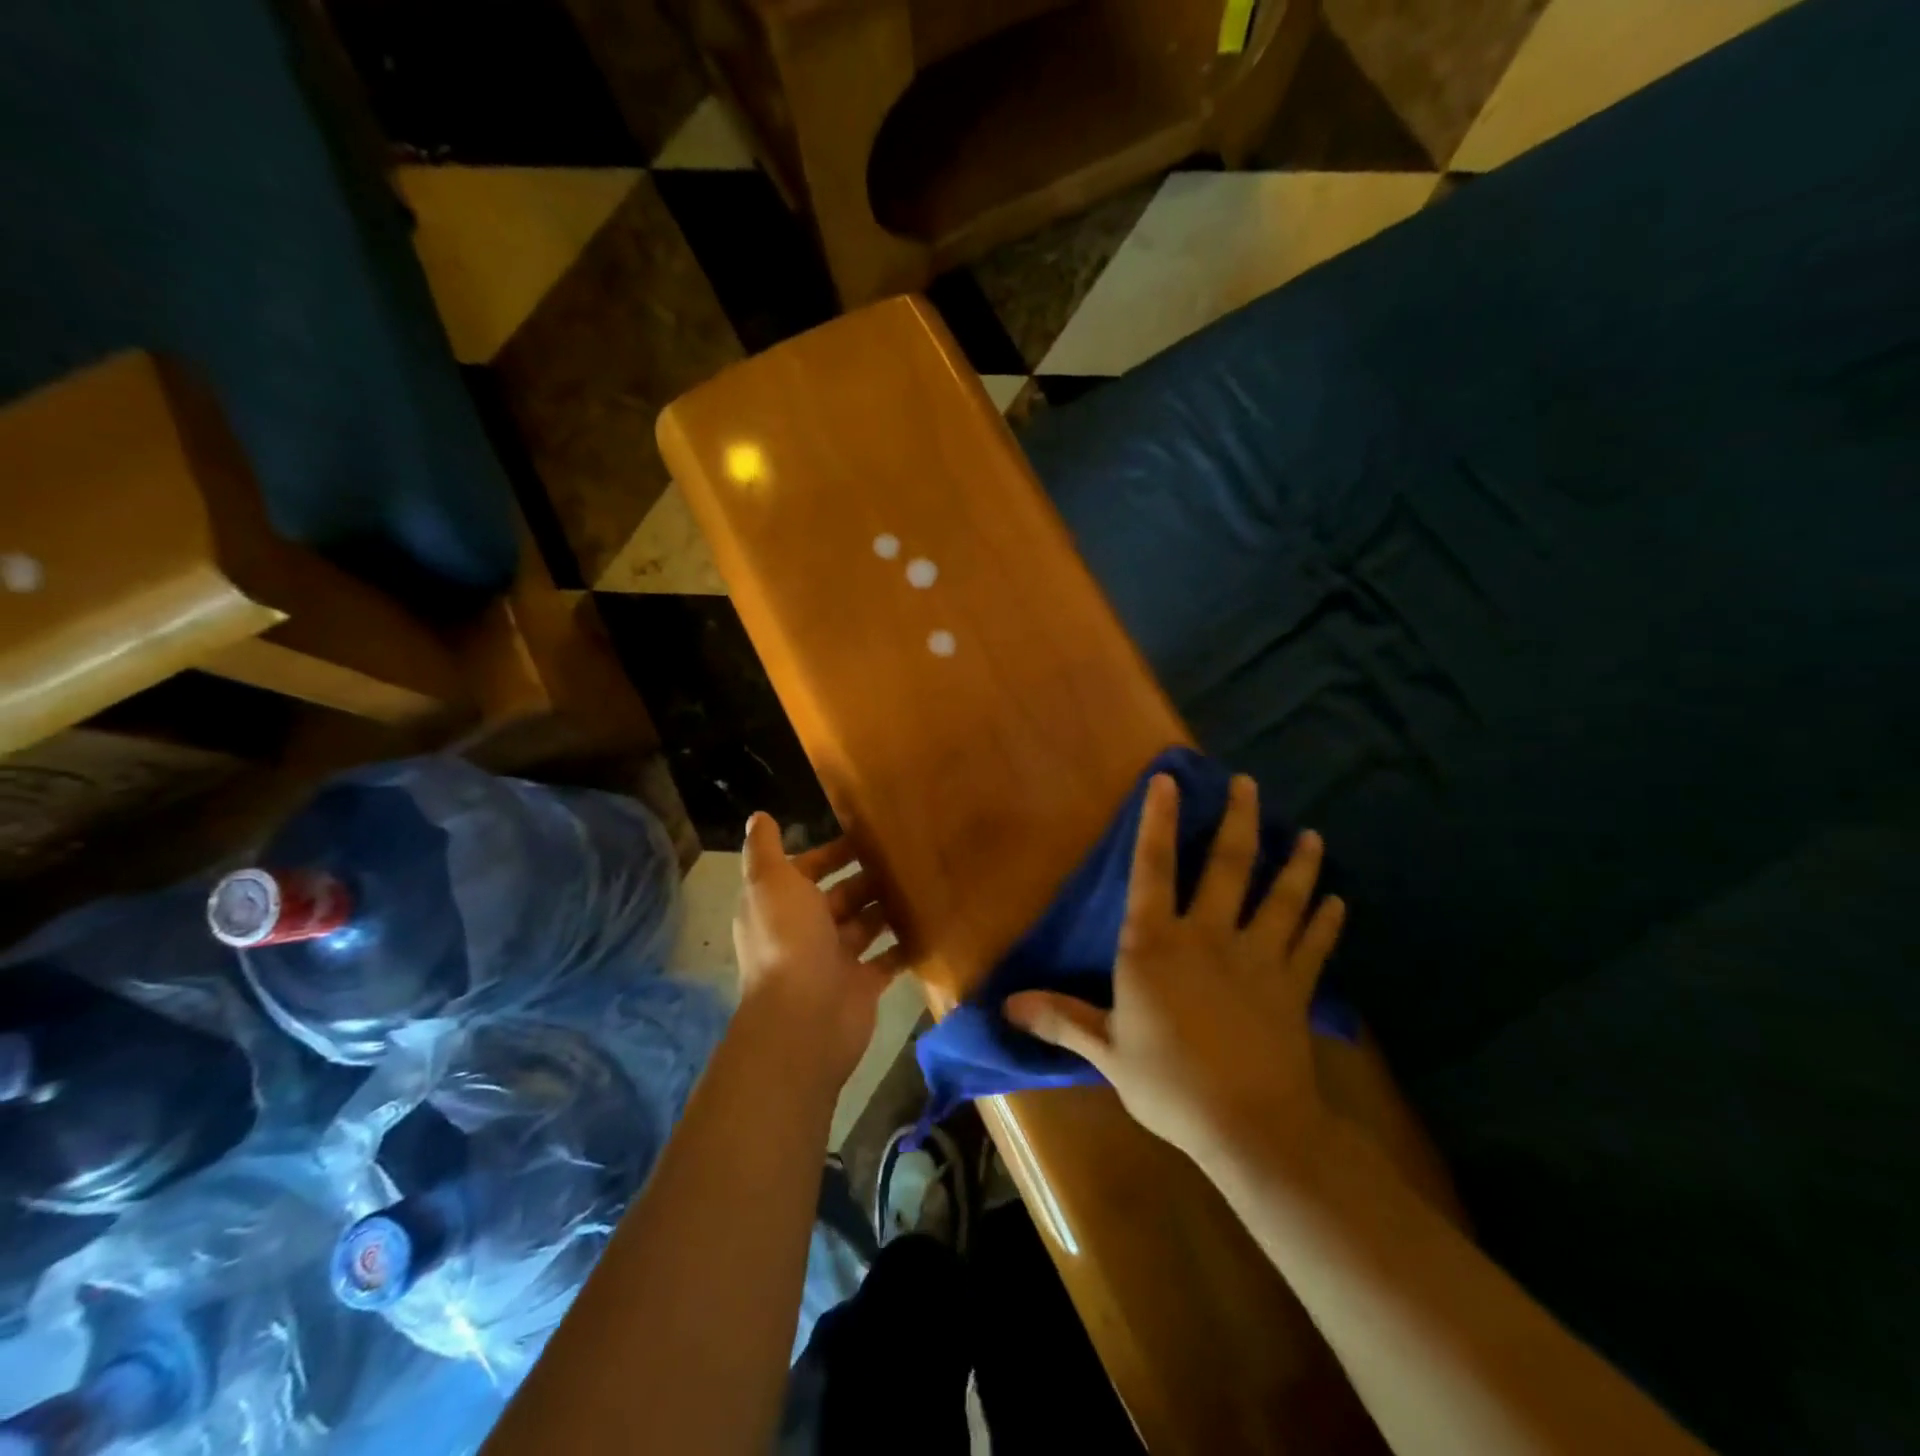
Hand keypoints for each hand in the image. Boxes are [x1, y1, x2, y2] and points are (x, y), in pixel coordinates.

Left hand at [733, 812, 902, 1094]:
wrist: (805, 1018)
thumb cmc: (788, 940)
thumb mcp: (770, 883)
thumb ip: (764, 849)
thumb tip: (757, 816)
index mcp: (781, 905)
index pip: (807, 870)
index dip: (831, 852)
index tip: (868, 832)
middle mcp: (805, 931)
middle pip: (841, 896)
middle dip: (868, 877)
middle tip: (906, 853)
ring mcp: (835, 960)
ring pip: (866, 924)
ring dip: (888, 906)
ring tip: (923, 879)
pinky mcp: (863, 984)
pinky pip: (888, 958)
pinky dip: (905, 943)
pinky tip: (931, 919)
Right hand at [1004, 773, 1344, 1167]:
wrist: (1248, 1125)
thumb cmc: (1168, 1083)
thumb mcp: (1106, 1050)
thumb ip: (1061, 1018)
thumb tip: (1006, 1004)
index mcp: (1157, 943)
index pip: (1152, 868)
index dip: (1158, 821)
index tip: (1168, 780)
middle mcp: (1209, 935)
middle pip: (1228, 865)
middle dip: (1238, 819)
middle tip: (1247, 783)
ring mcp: (1258, 957)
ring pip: (1281, 897)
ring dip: (1296, 863)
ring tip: (1309, 835)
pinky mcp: (1293, 985)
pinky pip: (1313, 944)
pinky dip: (1325, 921)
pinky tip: (1336, 901)